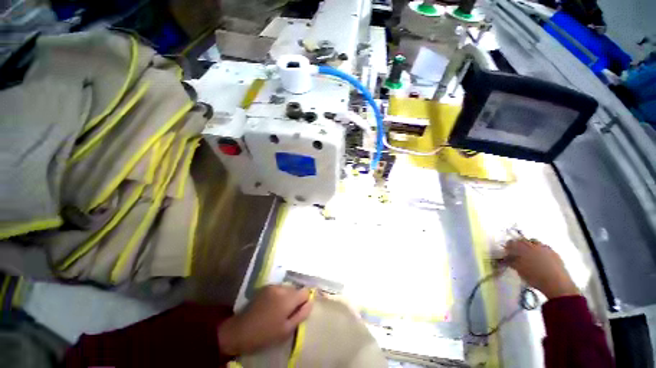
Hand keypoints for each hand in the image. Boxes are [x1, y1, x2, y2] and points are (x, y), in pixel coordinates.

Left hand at [218, 285, 312, 355]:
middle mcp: (281, 288)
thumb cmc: (265, 334)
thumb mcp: (286, 330)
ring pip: (287, 288)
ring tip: (279, 310)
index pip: (305, 291)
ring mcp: (272, 286)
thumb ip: (301, 314)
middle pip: (296, 289)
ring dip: (287, 297)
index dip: (305, 301)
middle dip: (295, 299)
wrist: (239, 331)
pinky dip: (279, 295)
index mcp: (288, 298)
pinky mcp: (265, 287)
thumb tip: (310, 302)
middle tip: (288, 313)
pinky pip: (278, 288)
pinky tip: (271, 306)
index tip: (299, 311)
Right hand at [504, 239, 579, 299]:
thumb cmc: (534, 276)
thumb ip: (510, 261)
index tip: (507, 253)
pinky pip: (545, 249)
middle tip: (518, 254)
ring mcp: (545, 248)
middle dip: (519, 246)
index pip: (511, 242)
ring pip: (535, 243)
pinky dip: (541, 251)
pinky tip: (541, 259)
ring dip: (531, 247)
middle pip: (523, 241)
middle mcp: (533, 244)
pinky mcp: (554, 253)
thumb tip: (504, 258)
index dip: (508, 247)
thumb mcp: (519, 270)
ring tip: (530, 256)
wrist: (557, 284)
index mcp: (522, 247)